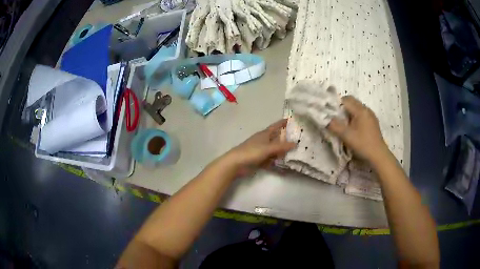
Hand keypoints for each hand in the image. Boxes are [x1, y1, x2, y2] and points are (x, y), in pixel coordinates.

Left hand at [224, 119, 295, 175]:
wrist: (236, 163)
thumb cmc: (251, 152)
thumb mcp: (268, 148)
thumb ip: (281, 146)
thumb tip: (295, 143)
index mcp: (264, 134)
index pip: (275, 126)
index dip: (282, 123)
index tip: (291, 120)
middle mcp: (263, 141)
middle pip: (276, 139)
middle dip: (286, 139)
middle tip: (299, 140)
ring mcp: (261, 151)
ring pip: (274, 150)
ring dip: (282, 152)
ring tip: (296, 153)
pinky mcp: (259, 160)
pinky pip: (270, 161)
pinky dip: (276, 162)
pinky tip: (285, 166)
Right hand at [327, 96, 389, 163]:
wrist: (378, 155)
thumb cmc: (362, 144)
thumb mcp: (346, 136)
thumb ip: (334, 126)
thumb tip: (325, 119)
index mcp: (360, 110)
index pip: (346, 99)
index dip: (336, 103)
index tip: (330, 113)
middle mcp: (366, 109)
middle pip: (352, 101)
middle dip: (342, 107)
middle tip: (336, 118)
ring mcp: (371, 115)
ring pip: (357, 108)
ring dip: (349, 112)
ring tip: (344, 124)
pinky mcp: (373, 121)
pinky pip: (361, 114)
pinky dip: (355, 117)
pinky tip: (353, 128)